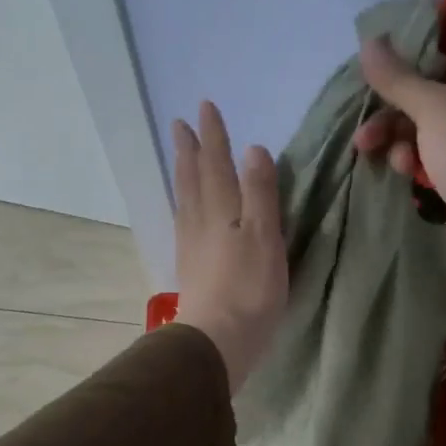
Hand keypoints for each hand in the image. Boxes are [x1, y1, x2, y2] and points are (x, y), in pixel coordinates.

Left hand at [171, 102, 286, 392]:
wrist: (218, 338)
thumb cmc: (250, 288)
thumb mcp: (264, 236)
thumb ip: (259, 193)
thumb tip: (253, 150)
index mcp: (222, 210)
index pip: (217, 164)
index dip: (213, 136)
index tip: (205, 107)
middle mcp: (201, 221)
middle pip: (193, 178)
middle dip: (190, 149)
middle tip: (180, 124)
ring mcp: (192, 245)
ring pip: (185, 198)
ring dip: (182, 172)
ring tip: (180, 156)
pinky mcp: (191, 267)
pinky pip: (183, 220)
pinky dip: (183, 203)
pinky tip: (184, 209)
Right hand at [353, 33, 445, 321]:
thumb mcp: (433, 108)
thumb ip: (398, 77)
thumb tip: (369, 43)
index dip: (415, 39)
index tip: (379, 48)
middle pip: (427, 85)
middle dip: (392, 101)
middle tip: (364, 112)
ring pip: (421, 122)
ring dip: (394, 133)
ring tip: (369, 148)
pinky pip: (427, 152)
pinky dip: (411, 157)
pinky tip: (402, 170)